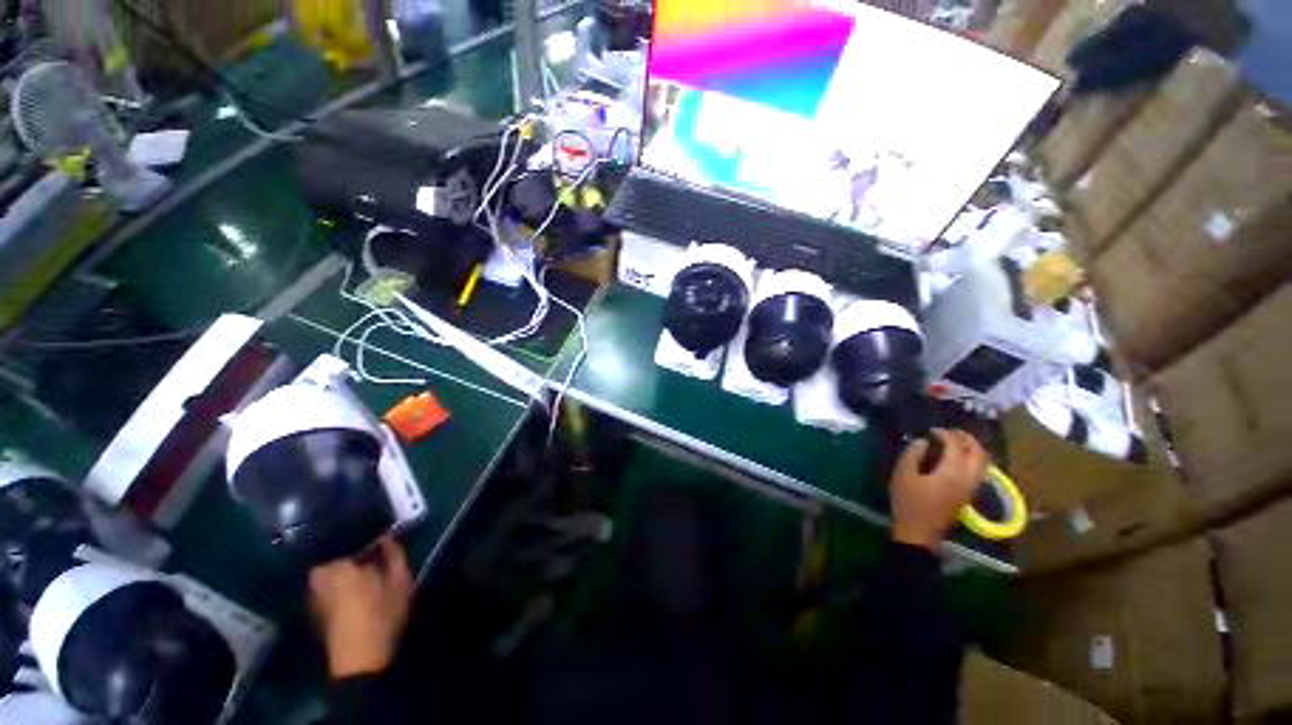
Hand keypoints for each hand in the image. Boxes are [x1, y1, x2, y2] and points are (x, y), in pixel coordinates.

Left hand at [309, 536, 413, 677]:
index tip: (382, 522)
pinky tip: (356, 573)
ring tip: (365, 552)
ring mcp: (314, 589)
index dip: (368, 526)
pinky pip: (328, 577)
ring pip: (331, 562)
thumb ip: (394, 554)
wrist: (359, 659)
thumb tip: (388, 536)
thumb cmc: (381, 614)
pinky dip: (340, 572)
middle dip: (354, 540)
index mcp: (339, 562)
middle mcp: (320, 572)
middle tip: (373, 535)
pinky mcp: (315, 603)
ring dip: (346, 556)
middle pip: (337, 546)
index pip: (353, 533)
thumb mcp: (400, 580)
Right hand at [889, 429, 988, 550]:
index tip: (931, 430)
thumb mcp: (903, 475)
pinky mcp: (968, 494)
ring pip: (983, 463)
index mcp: (951, 472)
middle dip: (966, 439)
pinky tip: (959, 458)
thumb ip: (912, 454)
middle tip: (950, 432)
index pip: (956, 446)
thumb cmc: (908, 502)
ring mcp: (970, 487)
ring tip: (957, 442)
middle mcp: (967, 478)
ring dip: (973, 449)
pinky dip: (974, 459)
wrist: (919, 532)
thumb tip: (923, 441)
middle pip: (977, 453)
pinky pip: (980, 471)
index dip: (945, 434)